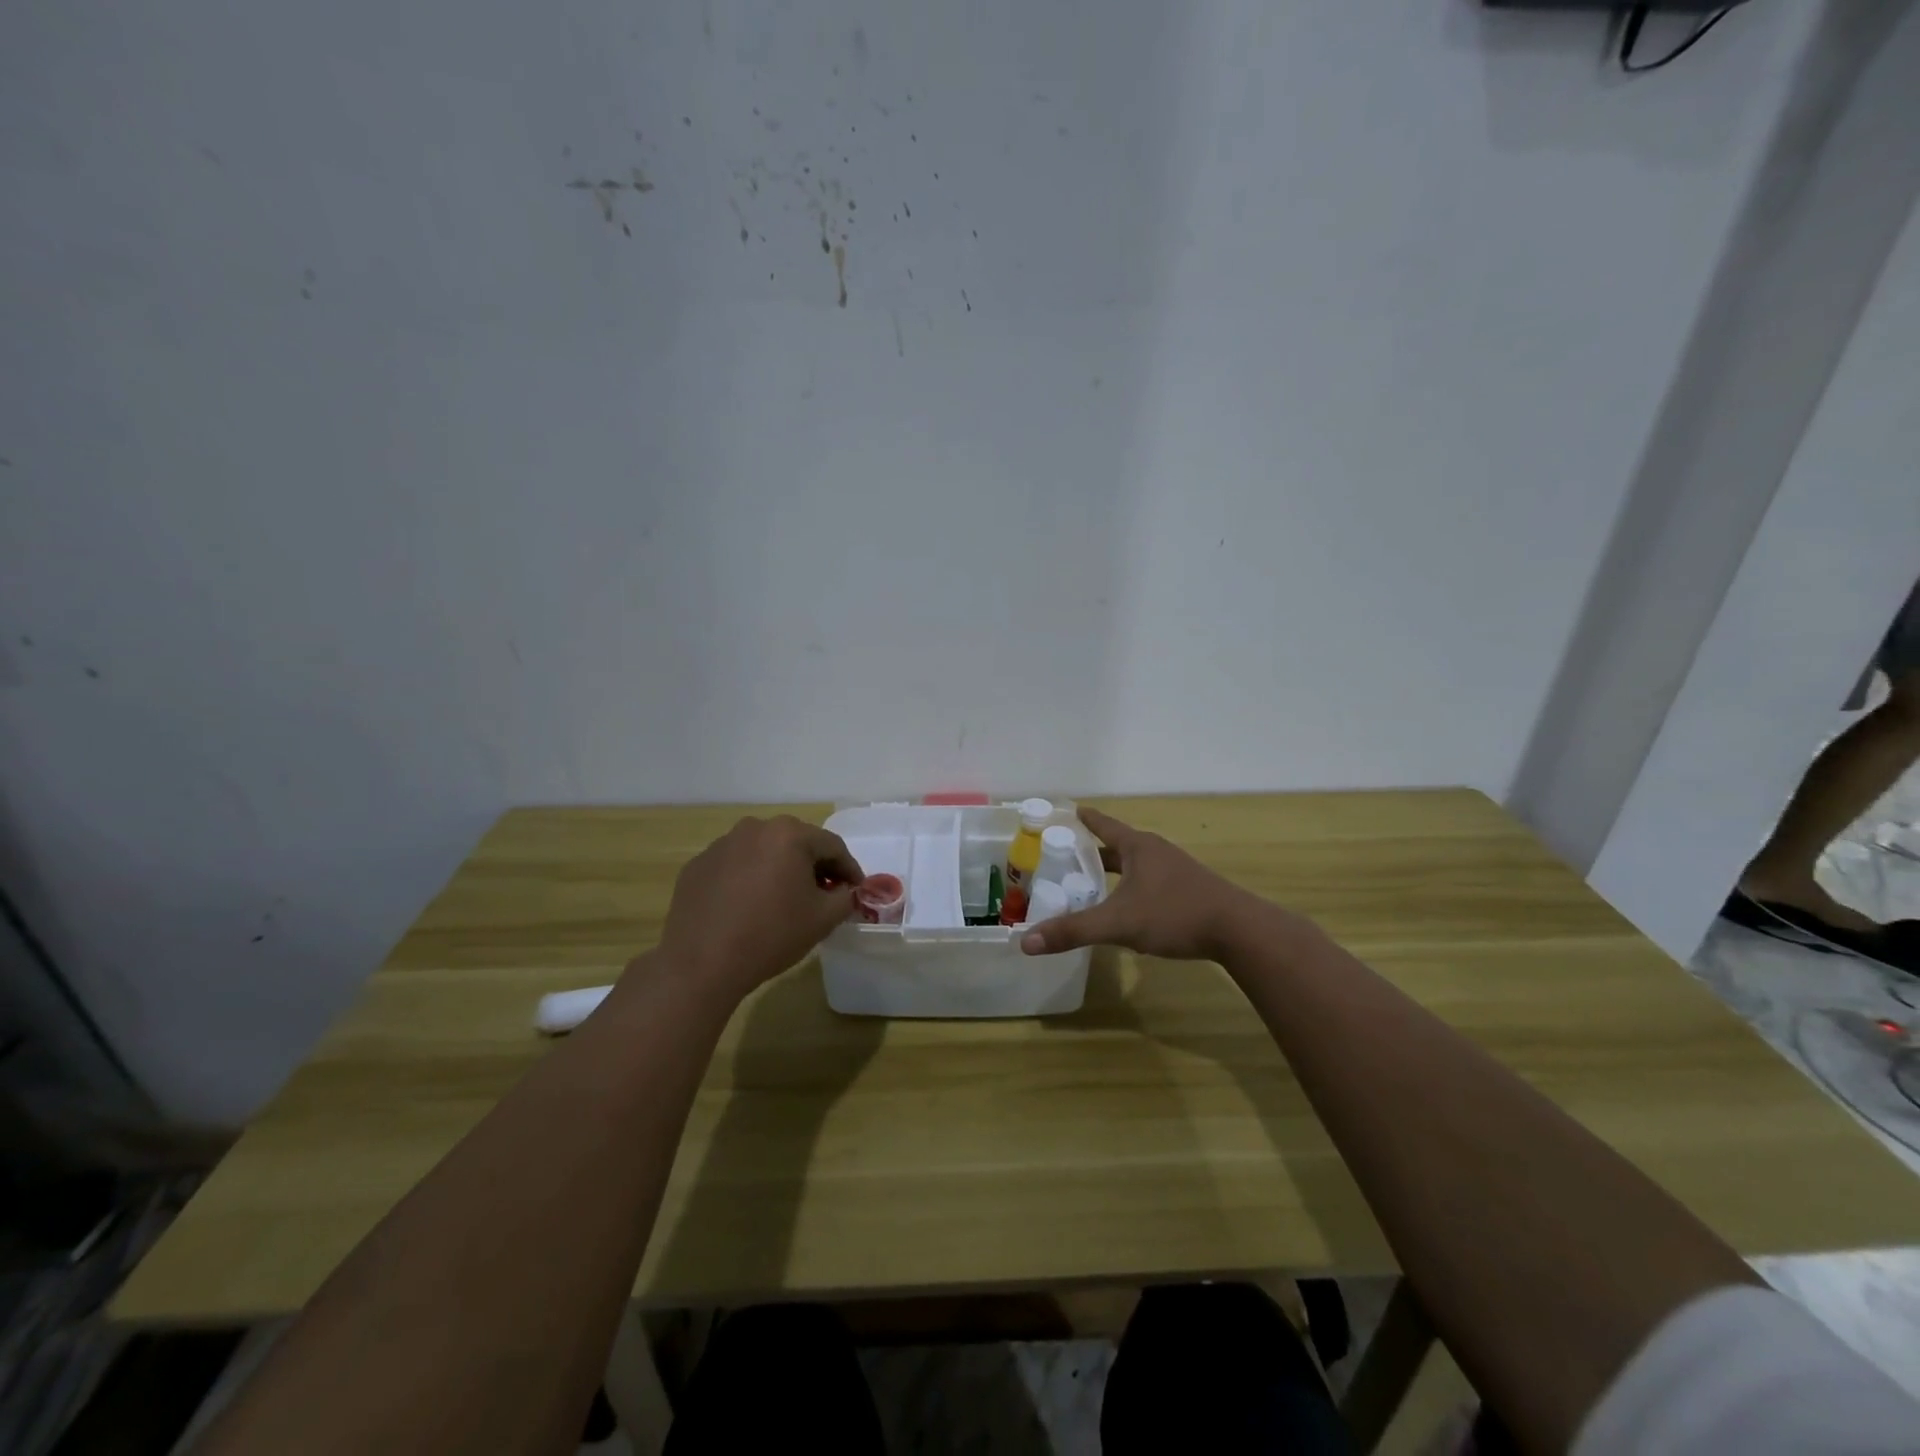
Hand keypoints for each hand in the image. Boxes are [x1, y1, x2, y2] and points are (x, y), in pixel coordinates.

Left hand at [653, 815, 863, 1002]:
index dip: (849, 869)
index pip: (832, 846)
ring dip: (780, 870)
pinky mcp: (698, 865)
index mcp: (789, 834)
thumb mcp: (823, 919)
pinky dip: (748, 879)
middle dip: (814, 867)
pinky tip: (748, 907)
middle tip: (824, 894)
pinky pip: (735, 866)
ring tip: (784, 900)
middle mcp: (754, 828)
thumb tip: (847, 891)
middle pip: (796, 843)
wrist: (701, 963)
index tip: (856, 890)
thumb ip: (846, 898)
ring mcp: (721, 845)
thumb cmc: (771, 935)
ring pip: (763, 852)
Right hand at [1019, 806, 1263, 961]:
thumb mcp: (1118, 923)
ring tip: (1091, 882)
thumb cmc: (1174, 914)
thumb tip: (1026, 942)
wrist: (1238, 930)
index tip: (1066, 811)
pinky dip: (1131, 887)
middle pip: (1117, 845)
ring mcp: (1176, 870)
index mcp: (1137, 847)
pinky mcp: (1189, 890)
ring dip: (1114, 870)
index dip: (1083, 819)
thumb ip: (1073, 931)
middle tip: (1065, 856)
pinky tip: (1127, 907)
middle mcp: (1156, 851)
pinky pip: (1150, 881)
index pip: (1103, 824)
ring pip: (1135, 864)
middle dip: (1092, 850)